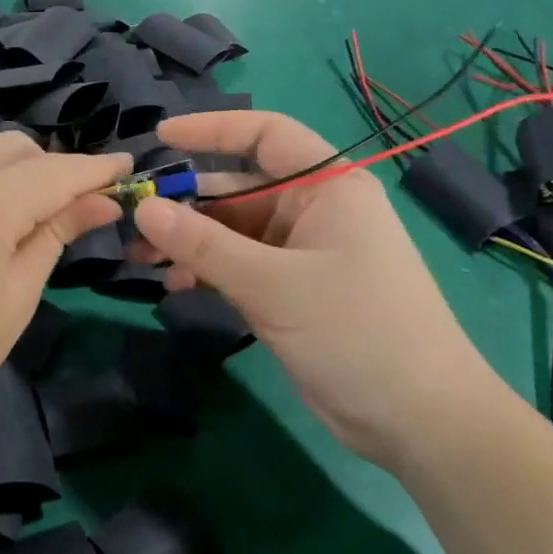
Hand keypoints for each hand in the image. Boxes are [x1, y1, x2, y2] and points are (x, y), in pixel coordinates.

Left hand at [0, 134, 127, 464]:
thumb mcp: (17, 296)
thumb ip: (57, 233)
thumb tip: (104, 200)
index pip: (55, 171)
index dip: (96, 168)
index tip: (127, 166)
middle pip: (17, 148)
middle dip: (52, 170)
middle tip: (75, 206)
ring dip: (13, 169)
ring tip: (25, 212)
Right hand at [131, 111, 503, 471]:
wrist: (419, 422)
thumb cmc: (357, 331)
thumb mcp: (273, 284)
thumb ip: (203, 244)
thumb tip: (143, 208)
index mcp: (327, 187)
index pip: (265, 135)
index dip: (212, 130)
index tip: (160, 138)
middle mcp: (312, 211)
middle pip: (236, 188)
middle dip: (185, 202)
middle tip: (133, 219)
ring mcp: (298, 253)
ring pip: (230, 231)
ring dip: (187, 241)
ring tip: (141, 259)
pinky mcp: (288, 291)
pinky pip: (235, 266)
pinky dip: (204, 270)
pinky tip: (174, 285)